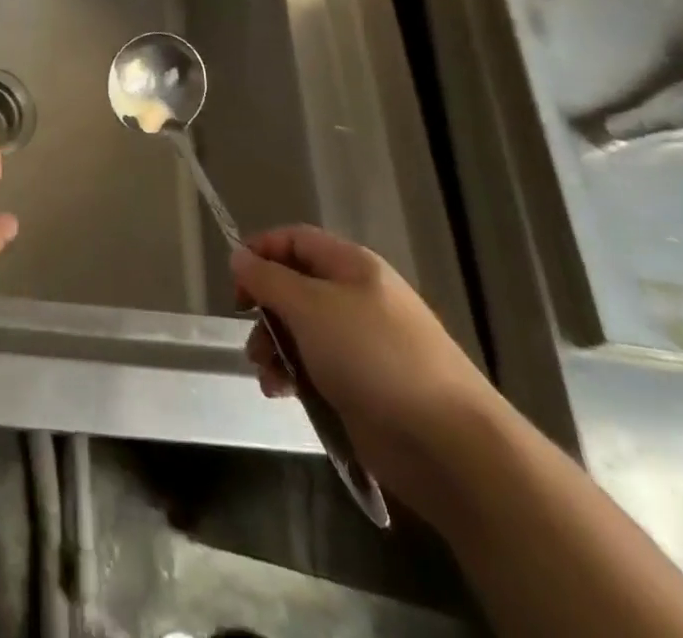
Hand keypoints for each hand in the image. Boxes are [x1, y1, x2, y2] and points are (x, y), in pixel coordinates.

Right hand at [230, 225, 506, 525]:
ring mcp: (361, 343)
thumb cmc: (373, 357)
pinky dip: (294, 376)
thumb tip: (238, 255)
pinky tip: (283, 394)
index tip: (235, 284)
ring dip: (274, 348)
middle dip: (265, 310)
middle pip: (294, 286)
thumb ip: (268, 279)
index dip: (260, 253)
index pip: (294, 240)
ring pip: (300, 330)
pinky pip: (315, 367)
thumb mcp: (310, 308)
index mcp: (350, 265)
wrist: (447, 444)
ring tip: (267, 376)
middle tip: (250, 336)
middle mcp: (356, 296)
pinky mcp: (363, 385)